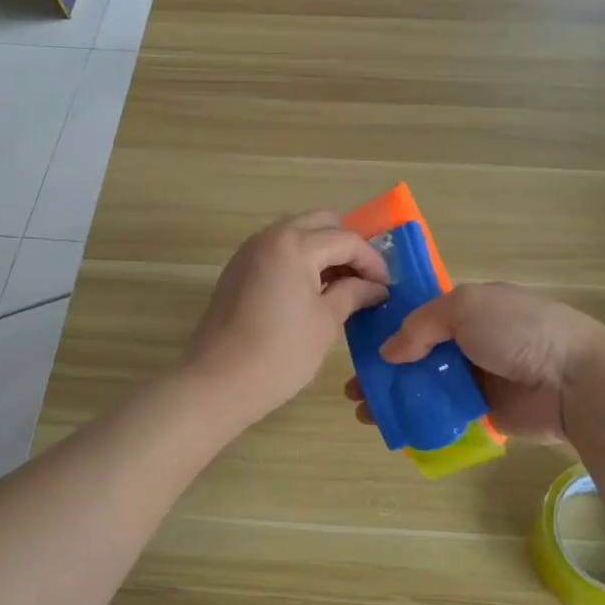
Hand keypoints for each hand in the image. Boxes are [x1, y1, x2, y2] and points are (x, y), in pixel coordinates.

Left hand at [185, 212, 389, 426]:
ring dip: (321, 252)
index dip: (372, 262)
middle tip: (362, 280)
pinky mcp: (236, 270)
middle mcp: (269, 237)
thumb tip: (376, 287)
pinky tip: (309, 293)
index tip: (387, 287)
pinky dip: (298, 261)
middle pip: (320, 223)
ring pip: (296, 234)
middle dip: (346, 246)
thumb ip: (353, 294)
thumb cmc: (280, 353)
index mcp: (294, 244)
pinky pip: (276, 251)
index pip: (346, 239)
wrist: (217, 381)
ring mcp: (248, 252)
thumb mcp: (326, 322)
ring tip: (339, 288)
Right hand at [346, 283, 604, 443]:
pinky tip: (393, 428)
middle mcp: (471, 341)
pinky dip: (419, 421)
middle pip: (417, 355)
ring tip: (364, 412)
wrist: (576, 381)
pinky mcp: (484, 413)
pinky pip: (444, 416)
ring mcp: (477, 379)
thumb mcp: (465, 308)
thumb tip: (389, 352)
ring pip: (425, 387)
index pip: (419, 316)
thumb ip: (421, 326)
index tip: (358, 347)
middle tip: (354, 388)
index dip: (388, 329)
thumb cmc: (520, 331)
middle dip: (384, 370)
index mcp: (469, 308)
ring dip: (394, 398)